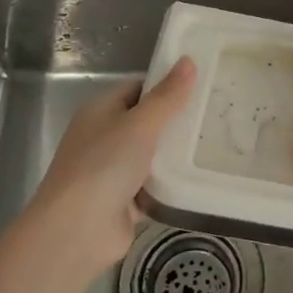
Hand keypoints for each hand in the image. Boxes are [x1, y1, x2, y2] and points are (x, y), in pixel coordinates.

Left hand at [25, 57, 195, 278]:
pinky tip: (200, 178)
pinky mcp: (124, 202)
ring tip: (215, 143)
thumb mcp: (140, 123)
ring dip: (175, 155)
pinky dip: (171, 185)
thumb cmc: (104, 165)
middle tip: (215, 115)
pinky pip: (153, 187)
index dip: (166, 85)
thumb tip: (188, 61)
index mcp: (100, 111)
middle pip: (146, 122)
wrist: (77, 231)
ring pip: (151, 156)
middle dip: (176, 121)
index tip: (200, 85)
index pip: (137, 88)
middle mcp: (103, 138)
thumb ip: (167, 96)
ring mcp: (112, 172)